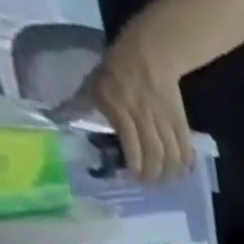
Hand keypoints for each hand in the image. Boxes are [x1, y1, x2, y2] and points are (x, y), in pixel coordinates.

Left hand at [66, 35, 193, 183]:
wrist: (147, 57)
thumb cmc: (115, 71)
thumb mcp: (91, 86)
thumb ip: (78, 106)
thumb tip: (57, 119)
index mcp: (121, 110)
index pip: (133, 147)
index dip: (135, 167)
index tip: (132, 178)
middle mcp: (145, 119)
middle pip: (156, 156)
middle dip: (154, 175)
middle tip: (149, 186)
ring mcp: (166, 122)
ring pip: (173, 157)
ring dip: (170, 174)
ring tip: (164, 182)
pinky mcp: (181, 124)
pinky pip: (186, 150)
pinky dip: (185, 165)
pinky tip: (181, 172)